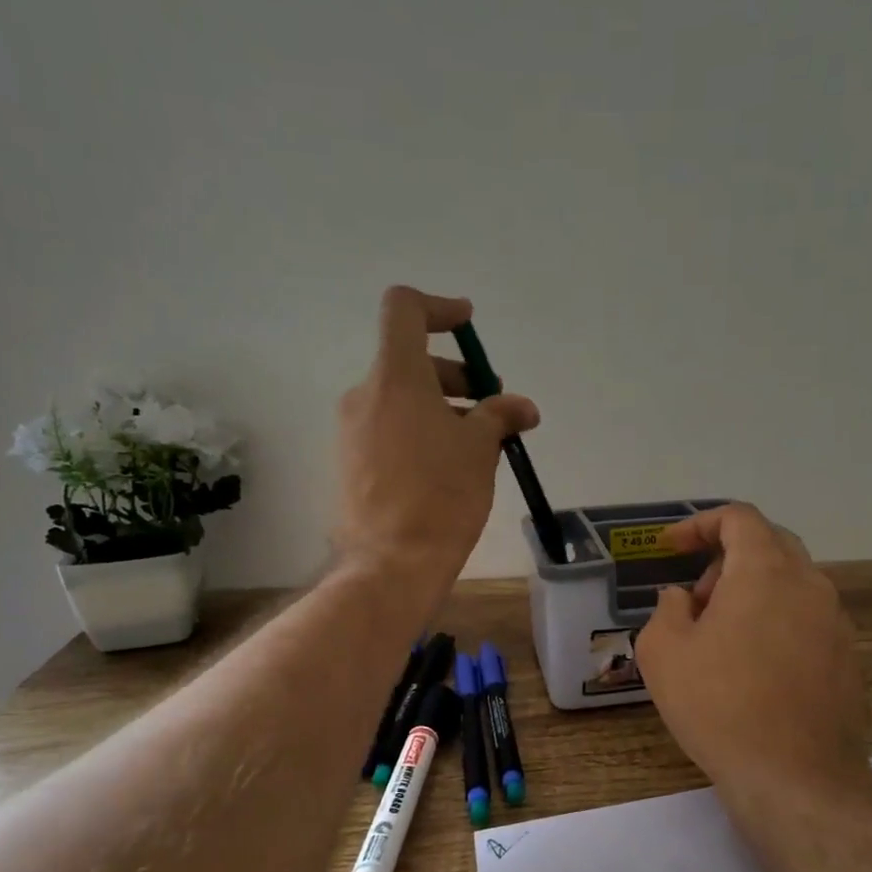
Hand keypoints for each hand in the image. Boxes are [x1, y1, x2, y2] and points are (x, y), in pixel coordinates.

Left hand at [334, 287, 538, 599]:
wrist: (391, 564)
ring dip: (442, 407)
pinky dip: (420, 431)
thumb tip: (522, 407)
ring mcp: (352, 430)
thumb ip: (500, 415)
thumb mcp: (480, 448)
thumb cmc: (442, 496)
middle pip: (409, 360)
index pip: (404, 309)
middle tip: (492, 406)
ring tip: (478, 445)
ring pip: (401, 398)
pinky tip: (448, 467)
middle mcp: (365, 394)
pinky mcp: (350, 461)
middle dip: (455, 375)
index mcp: (396, 378)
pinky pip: (389, 428)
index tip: (468, 325)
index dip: (439, 307)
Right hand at [634, 503, 868, 800]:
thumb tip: (682, 599)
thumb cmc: (720, 704)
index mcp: (765, 571)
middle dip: (726, 560)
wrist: (796, 778)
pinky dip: (777, 623)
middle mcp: (810, 585)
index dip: (700, 524)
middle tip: (697, 600)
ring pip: (791, 583)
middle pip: (770, 544)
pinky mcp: (848, 659)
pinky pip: (807, 620)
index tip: (671, 548)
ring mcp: (836, 622)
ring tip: (722, 640)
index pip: (739, 517)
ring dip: (753, 593)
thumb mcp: (663, 652)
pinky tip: (755, 670)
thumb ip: (667, 609)